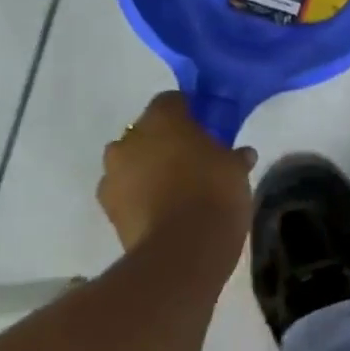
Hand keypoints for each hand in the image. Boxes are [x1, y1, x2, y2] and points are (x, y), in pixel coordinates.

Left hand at [97, 92, 258, 252]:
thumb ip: (234, 156)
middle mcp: (130, 139)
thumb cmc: (213, 192)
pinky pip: (125, 191)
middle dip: (163, 141)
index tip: (204, 126)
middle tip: (190, 158)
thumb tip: (242, 155)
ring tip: (173, 187)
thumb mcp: (235, 169)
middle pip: (146, 131)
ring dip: (146, 168)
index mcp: (162, 118)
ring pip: (130, 161)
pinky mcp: (107, 209)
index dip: (187, 111)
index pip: (171, 100)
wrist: (182, 250)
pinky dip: (138, 196)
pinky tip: (161, 209)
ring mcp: (113, 175)